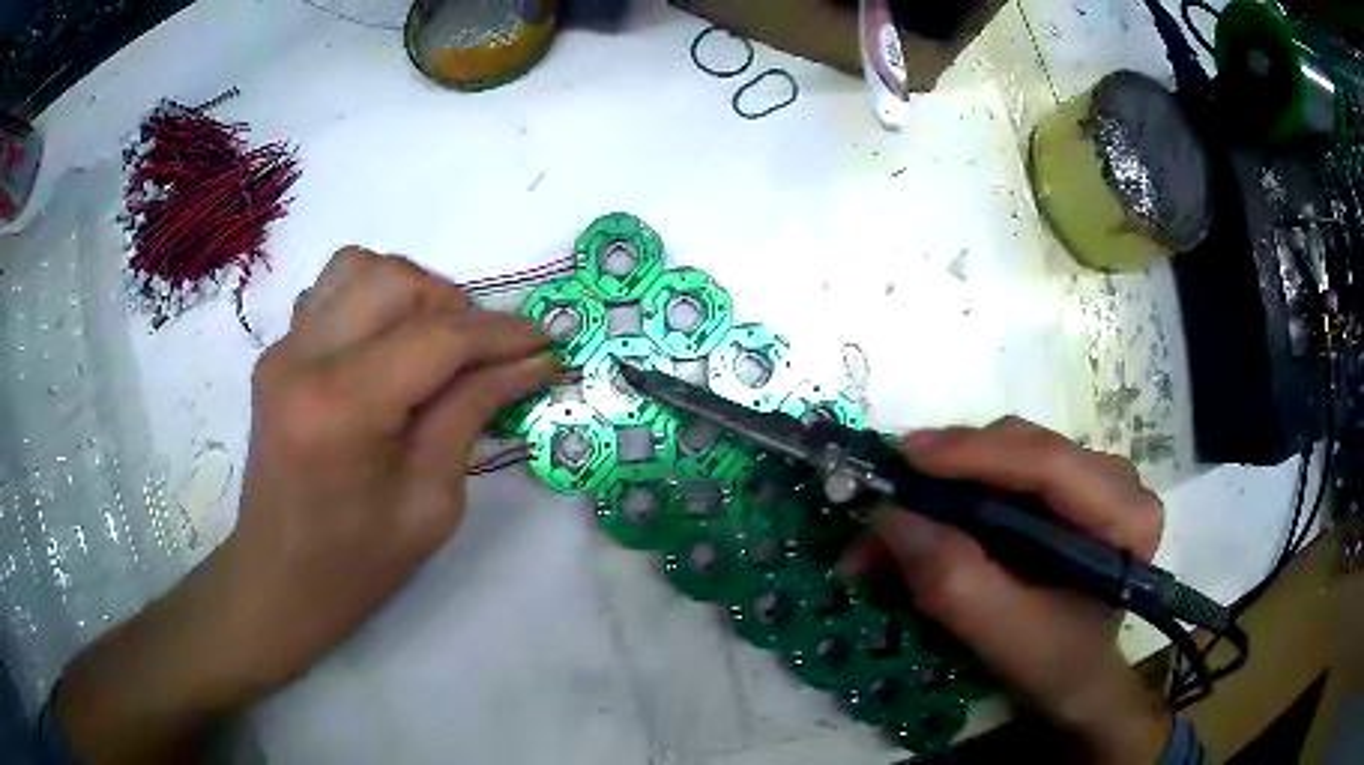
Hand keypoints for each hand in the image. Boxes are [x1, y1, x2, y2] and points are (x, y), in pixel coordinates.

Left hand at [57, 248, 554, 762]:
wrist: (278, 579)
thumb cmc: (357, 564)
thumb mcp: (431, 504)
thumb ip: (472, 415)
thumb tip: (529, 363)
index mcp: (340, 409)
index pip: (436, 338)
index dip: (501, 335)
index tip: (546, 345)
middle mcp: (303, 359)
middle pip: (395, 280)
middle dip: (455, 306)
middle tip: (484, 354)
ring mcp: (283, 348)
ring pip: (359, 266)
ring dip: (412, 291)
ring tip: (434, 342)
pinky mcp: (277, 351)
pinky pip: (333, 290)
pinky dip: (373, 300)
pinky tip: (387, 347)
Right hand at [867, 417, 1170, 764]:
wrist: (1073, 675)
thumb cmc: (1054, 663)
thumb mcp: (1004, 637)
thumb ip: (954, 582)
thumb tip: (889, 518)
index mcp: (1125, 514)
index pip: (1051, 464)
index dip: (975, 454)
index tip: (904, 458)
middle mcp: (1114, 479)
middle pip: (1024, 448)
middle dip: (948, 473)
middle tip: (884, 501)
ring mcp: (1088, 476)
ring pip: (1006, 453)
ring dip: (944, 485)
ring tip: (893, 524)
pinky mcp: (1062, 486)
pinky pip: (1002, 470)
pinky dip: (955, 495)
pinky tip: (923, 521)